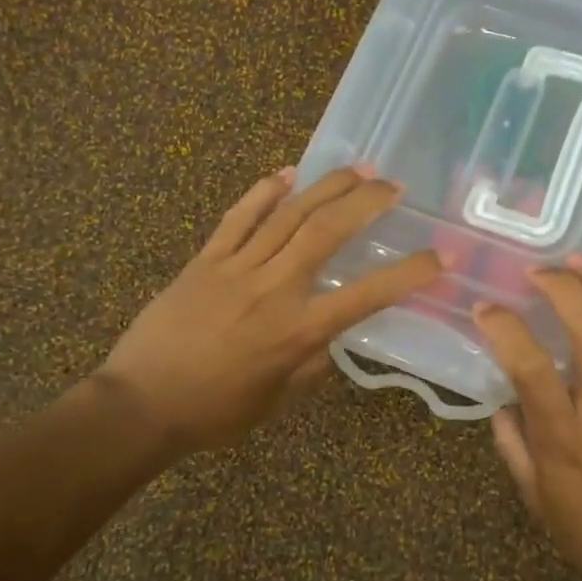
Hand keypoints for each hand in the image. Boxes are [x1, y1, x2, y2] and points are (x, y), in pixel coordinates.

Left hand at [97, 165, 442, 453]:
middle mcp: (274, 290)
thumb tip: (330, 339)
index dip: (408, 273)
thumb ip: (311, 366)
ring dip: (325, 187)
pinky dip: (263, 192)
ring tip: (356, 168)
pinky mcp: (204, 260)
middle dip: (366, 203)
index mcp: (297, 332)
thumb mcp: (277, 401)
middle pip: (326, 232)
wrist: (141, 403)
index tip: (440, 255)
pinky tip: (286, 174)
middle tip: (393, 186)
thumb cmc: (214, 412)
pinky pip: (237, 218)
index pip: (366, 295)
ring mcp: (236, 268)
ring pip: (287, 215)